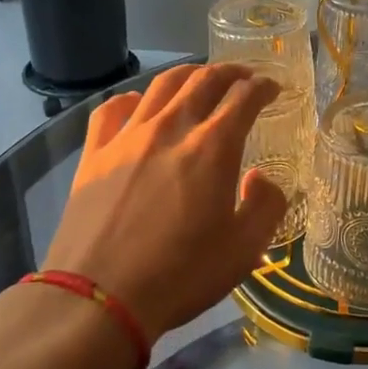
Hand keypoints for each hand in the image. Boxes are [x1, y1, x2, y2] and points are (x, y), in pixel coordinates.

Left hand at [43, 64, 286, 339]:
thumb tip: (260, 177)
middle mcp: (171, 128)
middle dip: (230, 72)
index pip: (244, 97)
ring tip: (199, 79)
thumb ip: (266, 205)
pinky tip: (139, 106)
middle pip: (204, 80)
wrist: (100, 297)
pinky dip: (133, 98)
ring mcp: (128, 136)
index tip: (272, 88)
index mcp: (213, 147)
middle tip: (243, 77)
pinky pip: (112, 109)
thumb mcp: (244, 250)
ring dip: (188, 74)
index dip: (263, 86)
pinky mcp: (94, 153)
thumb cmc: (181, 275)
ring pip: (161, 85)